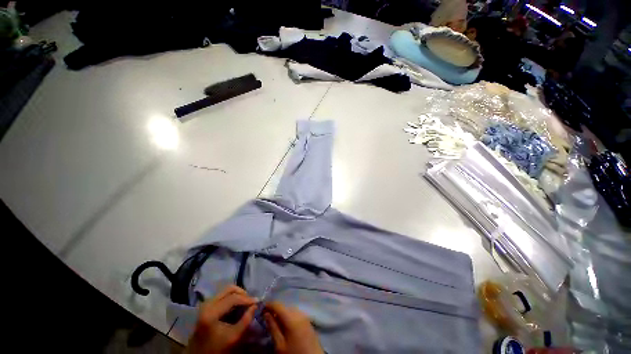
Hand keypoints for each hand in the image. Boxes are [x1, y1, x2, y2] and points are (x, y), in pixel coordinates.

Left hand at [186, 285, 256, 353]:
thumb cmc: (216, 348)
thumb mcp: (233, 337)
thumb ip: (246, 320)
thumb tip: (255, 305)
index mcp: (211, 312)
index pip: (233, 298)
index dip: (247, 299)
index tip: (257, 301)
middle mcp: (207, 303)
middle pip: (229, 289)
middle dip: (242, 293)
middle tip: (250, 301)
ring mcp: (206, 303)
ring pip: (226, 290)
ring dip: (238, 294)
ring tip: (245, 302)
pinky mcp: (207, 305)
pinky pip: (223, 294)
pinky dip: (232, 297)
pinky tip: (237, 305)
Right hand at [263, 301, 323, 353]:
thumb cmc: (294, 353)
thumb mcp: (280, 344)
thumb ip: (273, 327)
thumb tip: (266, 314)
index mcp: (291, 317)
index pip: (278, 305)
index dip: (269, 305)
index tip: (261, 308)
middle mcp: (299, 313)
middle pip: (284, 307)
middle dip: (275, 310)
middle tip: (266, 317)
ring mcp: (305, 316)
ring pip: (290, 309)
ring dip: (282, 313)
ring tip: (275, 322)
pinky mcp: (308, 321)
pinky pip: (296, 313)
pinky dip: (289, 316)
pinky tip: (285, 325)